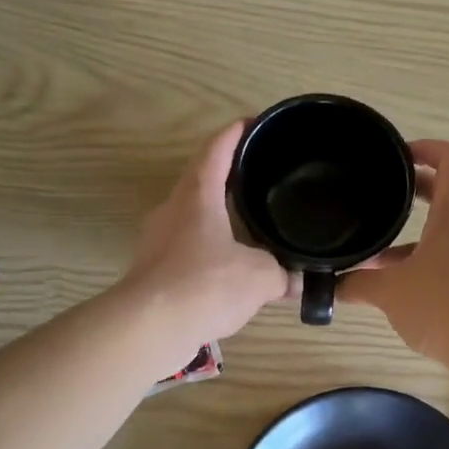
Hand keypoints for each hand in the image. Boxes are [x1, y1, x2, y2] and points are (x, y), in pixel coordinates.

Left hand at [119, 120, 291, 346]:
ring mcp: (157, 239)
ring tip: (248, 224)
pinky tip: (229, 269)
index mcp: (198, 195)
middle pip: (200, 179)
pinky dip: (209, 250)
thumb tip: (300, 281)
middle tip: (259, 176)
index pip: (216, 149)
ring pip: (192, 216)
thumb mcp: (259, 276)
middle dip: (228, 175)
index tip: (253, 122)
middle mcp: (173, 209)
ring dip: (218, 216)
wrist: (148, 327)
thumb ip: (283, 273)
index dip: (236, 132)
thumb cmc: (205, 284)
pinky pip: (186, 248)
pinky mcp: (152, 269)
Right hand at [341, 140, 448, 366]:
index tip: (398, 156)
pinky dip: (430, 263)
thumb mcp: (391, 292)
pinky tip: (405, 289)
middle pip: (448, 194)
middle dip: (413, 193)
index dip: (426, 148)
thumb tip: (332, 286)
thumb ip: (359, 283)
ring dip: (416, 237)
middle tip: (381, 196)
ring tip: (380, 256)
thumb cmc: (445, 305)